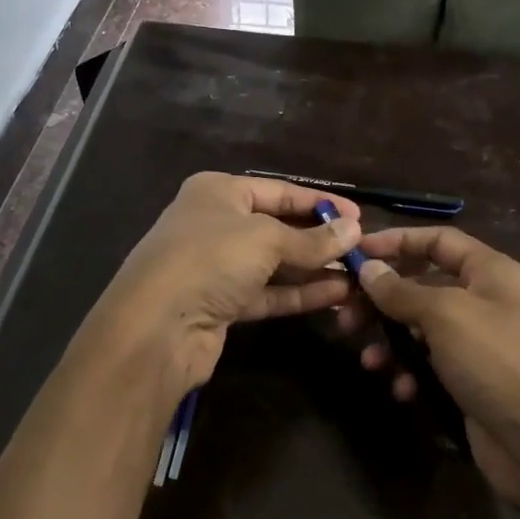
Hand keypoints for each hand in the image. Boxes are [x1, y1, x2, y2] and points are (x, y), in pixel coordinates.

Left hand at [87, 172, 361, 394]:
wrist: (157, 327)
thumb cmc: (210, 259)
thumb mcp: (266, 239)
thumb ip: (312, 239)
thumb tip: (353, 231)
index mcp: (218, 192)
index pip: (279, 191)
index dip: (320, 203)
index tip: (358, 217)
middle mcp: (216, 224)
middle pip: (278, 228)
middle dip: (319, 239)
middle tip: (362, 250)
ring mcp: (217, 267)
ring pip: (275, 264)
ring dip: (314, 270)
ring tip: (358, 276)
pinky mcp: (222, 304)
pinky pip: (268, 292)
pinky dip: (299, 293)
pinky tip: (336, 295)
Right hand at [344, 226, 519, 518]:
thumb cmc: (498, 363)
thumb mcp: (446, 316)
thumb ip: (402, 290)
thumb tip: (369, 269)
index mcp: (491, 273)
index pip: (438, 241)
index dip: (397, 241)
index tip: (357, 254)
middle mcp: (485, 302)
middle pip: (423, 285)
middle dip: (383, 300)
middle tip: (345, 316)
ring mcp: (478, 345)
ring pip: (421, 329)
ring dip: (390, 341)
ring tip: (369, 360)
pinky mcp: (470, 381)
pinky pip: (430, 365)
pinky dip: (411, 372)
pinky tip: (401, 389)